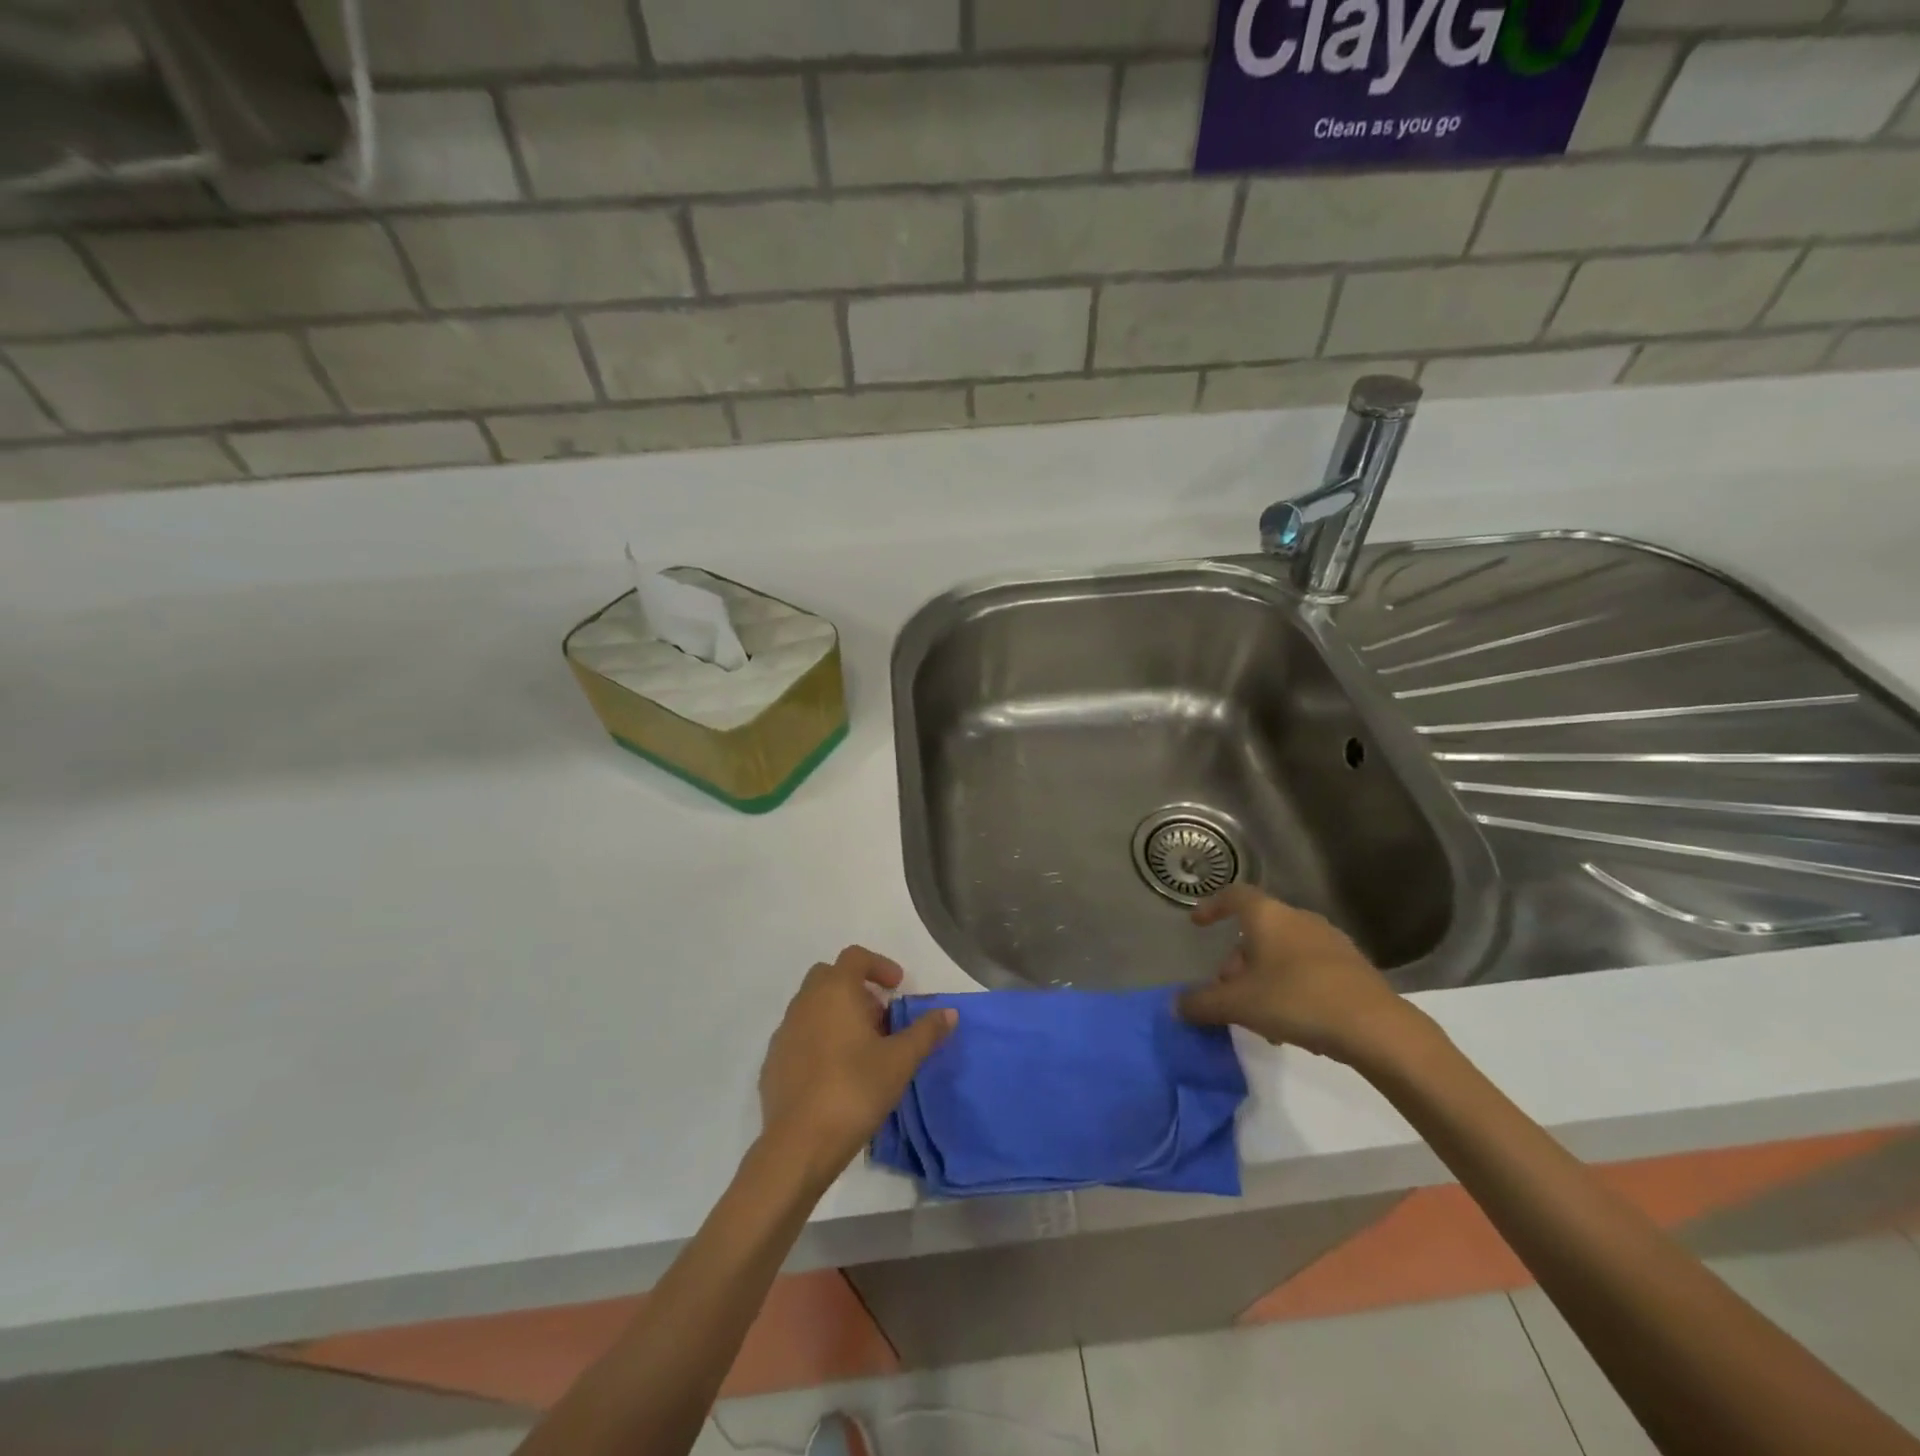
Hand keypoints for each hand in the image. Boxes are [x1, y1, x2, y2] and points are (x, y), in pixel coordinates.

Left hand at [758, 947, 955, 1185]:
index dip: (879, 965)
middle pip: (829, 976)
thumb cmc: (855, 1090)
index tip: (897, 987)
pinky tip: (835, 1072)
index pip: (855, 957)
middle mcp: (805, 1002)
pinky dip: (818, 1039)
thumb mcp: (901, 1061)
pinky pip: (799, 1035)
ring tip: (862, 1047)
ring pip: (812, 1006)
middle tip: (880, 1017)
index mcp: (835, 991)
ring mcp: (784, 1032)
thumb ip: (926, 1032)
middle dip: (856, 988)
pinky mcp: (772, 1062)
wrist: (799, 1144)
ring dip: (837, 1013)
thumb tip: (949, 1012)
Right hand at [1176, 886, 1431, 1071]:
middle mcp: (1299, 919)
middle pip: (1258, 930)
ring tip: (1257, 1014)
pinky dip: (1290, 986)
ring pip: (1283, 952)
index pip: (1234, 895)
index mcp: (1269, 916)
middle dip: (1237, 960)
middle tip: (1227, 990)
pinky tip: (1291, 1022)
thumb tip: (1175, 1006)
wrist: (1376, 1027)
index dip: (1212, 906)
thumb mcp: (1239, 1005)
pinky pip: (1308, 968)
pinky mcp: (1353, 967)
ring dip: (1264, 976)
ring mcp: (1330, 941)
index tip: (1198, 924)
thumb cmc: (1297, 1000)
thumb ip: (1202, 1003)